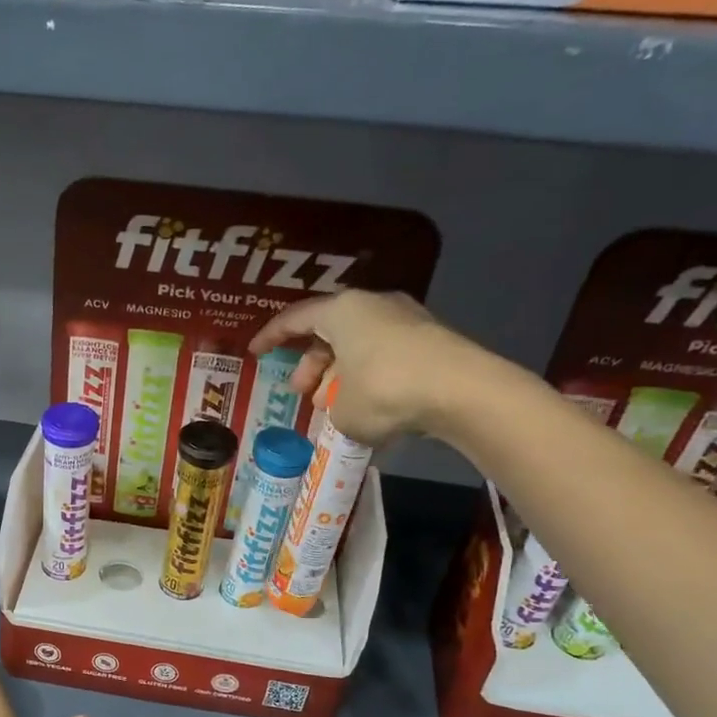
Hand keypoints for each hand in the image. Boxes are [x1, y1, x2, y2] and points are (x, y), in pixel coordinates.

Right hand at [247, 289, 513, 446]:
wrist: (461, 391)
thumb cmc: (384, 391)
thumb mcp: (342, 410)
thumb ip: (332, 406)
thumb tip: (344, 408)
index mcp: (342, 310)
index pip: (295, 319)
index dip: (271, 337)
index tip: (255, 352)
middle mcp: (373, 306)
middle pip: (330, 332)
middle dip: (311, 365)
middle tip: (300, 393)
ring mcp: (406, 320)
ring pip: (358, 345)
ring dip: (339, 375)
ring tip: (329, 406)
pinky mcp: (429, 341)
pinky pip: (384, 357)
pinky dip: (367, 379)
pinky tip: (365, 408)